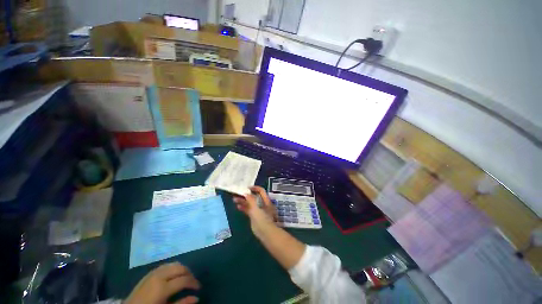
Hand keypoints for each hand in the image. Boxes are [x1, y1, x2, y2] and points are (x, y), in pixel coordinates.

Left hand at [124, 262, 199, 303]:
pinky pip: (166, 265)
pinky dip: (173, 267)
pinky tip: (174, 275)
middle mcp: (159, 275)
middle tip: (192, 282)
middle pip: (180, 268)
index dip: (194, 282)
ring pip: (174, 264)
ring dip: (182, 269)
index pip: (184, 279)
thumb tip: (196, 298)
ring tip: (184, 277)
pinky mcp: (149, 272)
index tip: (198, 288)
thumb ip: (181, 303)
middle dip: (189, 273)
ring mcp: (153, 272)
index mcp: (162, 287)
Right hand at [233, 186, 275, 229]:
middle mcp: (262, 204)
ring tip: (234, 200)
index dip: (254, 188)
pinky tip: (238, 207)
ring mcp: (258, 210)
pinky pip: (248, 210)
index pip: (261, 191)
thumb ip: (251, 199)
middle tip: (237, 194)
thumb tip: (246, 193)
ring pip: (250, 203)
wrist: (265, 232)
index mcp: (265, 200)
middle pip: (254, 197)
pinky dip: (243, 208)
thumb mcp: (256, 207)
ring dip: (243, 201)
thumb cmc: (262, 218)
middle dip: (246, 195)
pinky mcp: (254, 216)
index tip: (246, 188)